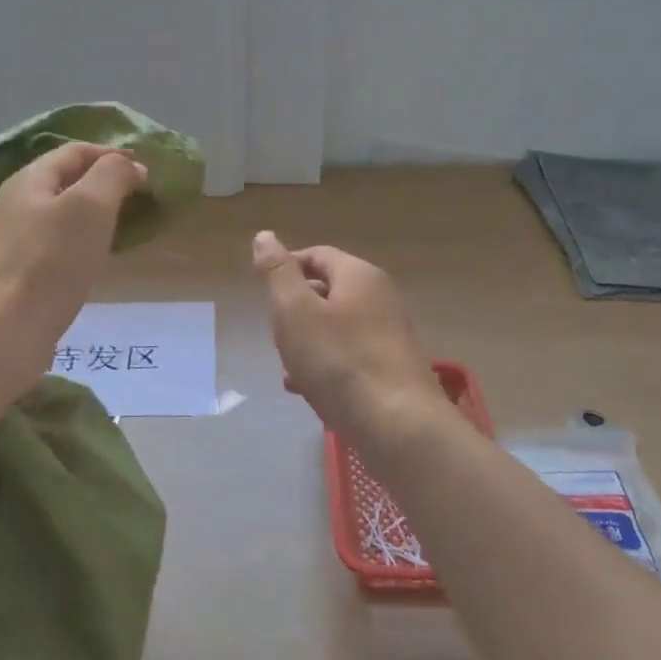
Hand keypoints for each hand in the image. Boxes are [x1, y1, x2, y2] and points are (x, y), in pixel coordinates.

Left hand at [0, 143, 145, 388]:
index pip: (74, 152)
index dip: (110, 154)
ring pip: (62, 214)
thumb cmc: (51, 260)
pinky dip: (83, 240)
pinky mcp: (20, 272)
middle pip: (65, 180)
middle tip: (138, 196)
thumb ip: (112, 175)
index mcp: (30, 180)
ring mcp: (15, 240)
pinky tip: (97, 258)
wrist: (6, 327)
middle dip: (103, 182)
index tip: (144, 168)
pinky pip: (58, 243)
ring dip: (94, 213)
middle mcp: (17, 204)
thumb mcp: (90, 206)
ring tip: (124, 225)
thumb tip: (130, 166)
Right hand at [252, 230, 443, 439]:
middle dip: (296, 311)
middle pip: (328, 291)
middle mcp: (381, 297)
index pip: (317, 255)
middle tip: (276, 335)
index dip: (287, 267)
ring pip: (337, 327)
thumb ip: (278, 273)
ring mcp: (390, 333)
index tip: (263, 291)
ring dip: (308, 342)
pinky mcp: (392, 367)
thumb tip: (265, 236)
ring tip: (288, 367)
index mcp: (359, 275)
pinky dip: (326, 364)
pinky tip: (307, 389)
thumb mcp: (295, 311)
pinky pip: (350, 355)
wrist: (397, 424)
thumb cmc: (339, 361)